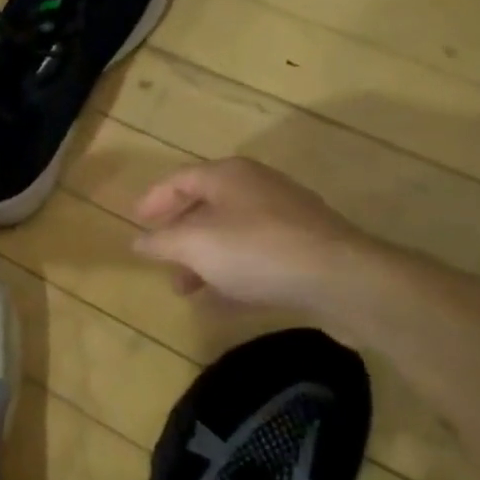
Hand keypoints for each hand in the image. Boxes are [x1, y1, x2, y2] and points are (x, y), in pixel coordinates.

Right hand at [132, 157, 370, 311]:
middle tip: (160, 260)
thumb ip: (161, 242)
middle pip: (207, 207)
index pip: (180, 179)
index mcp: (229, 175)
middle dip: (179, 236)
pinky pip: (258, 260)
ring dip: (205, 261)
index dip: (154, 200)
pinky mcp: (307, 252)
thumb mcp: (194, 245)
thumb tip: (137, 242)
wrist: (344, 281)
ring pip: (232, 236)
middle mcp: (257, 189)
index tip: (135, 222)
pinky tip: (220, 304)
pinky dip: (234, 276)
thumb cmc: (257, 250)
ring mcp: (287, 220)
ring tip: (185, 290)